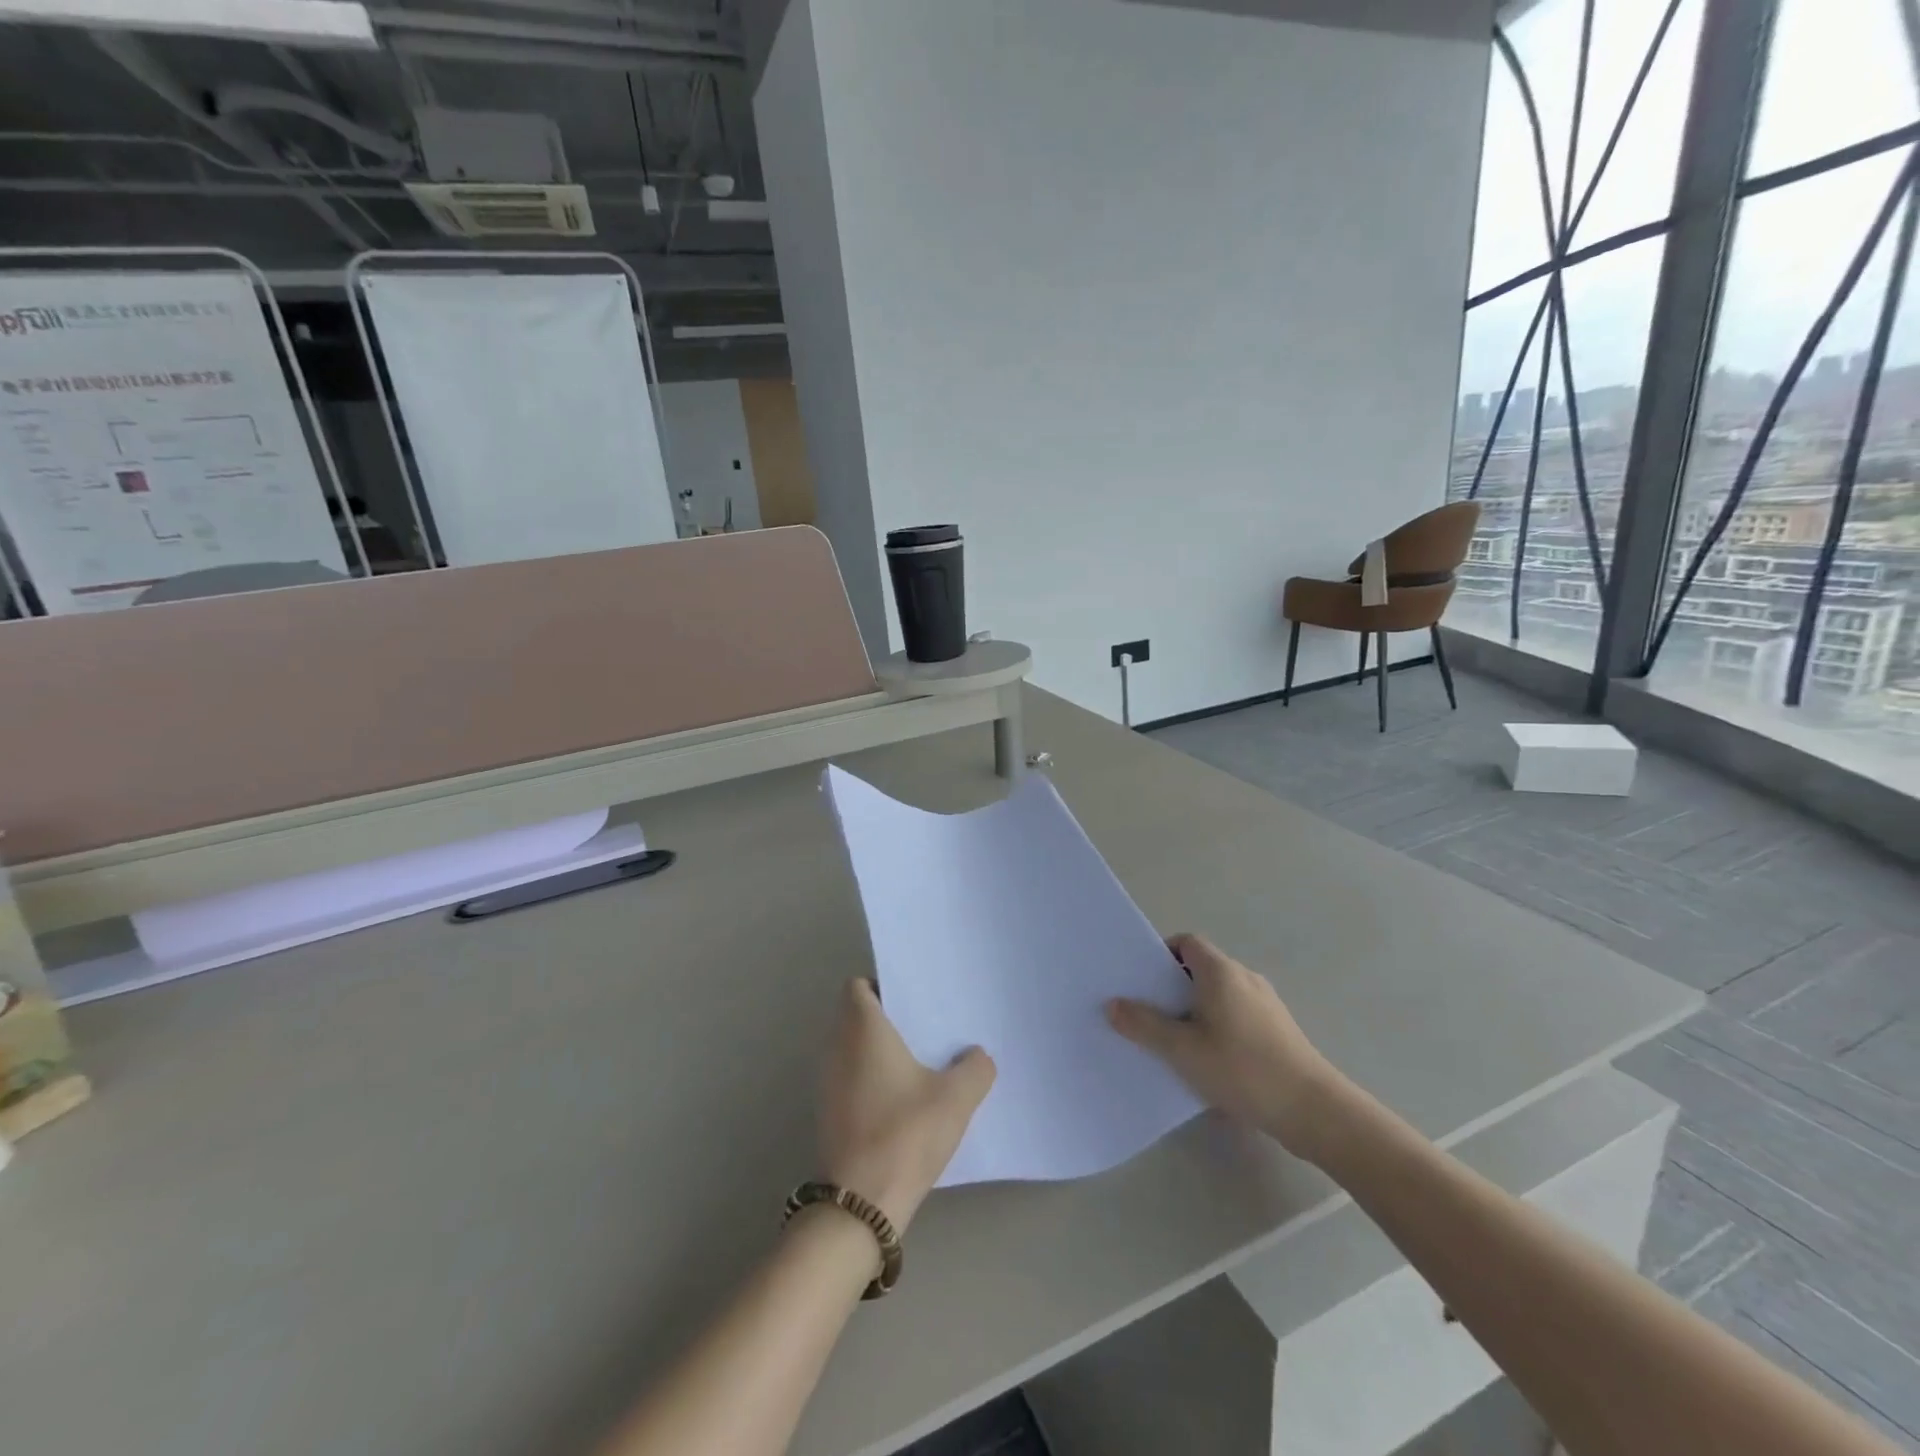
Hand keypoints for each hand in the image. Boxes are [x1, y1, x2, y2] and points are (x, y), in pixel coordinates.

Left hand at [818, 979, 995, 1231]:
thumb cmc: (905, 1133)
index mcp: (861, 1027)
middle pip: (856, 1016)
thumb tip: (976, 1056)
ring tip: (922, 1064)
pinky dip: (872, 1080)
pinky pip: (851, 1078)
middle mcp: (836, 1047)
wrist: (861, 1203)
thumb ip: (975, 1068)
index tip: (913, 1002)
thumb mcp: (956, 1098)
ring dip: (881, 1052)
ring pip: (853, 1049)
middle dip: (889, 1019)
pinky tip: (905, 1101)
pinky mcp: (829, 1113)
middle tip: (927, 1029)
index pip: (858, 986)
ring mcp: (827, 1082)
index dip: (883, 987)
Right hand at [1106, 933, 1346, 1160]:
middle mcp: (1245, 978)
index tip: (1142, 980)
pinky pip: (1236, 1015)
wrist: (1313, 1110)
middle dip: (1172, 987)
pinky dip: (1216, 1026)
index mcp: (1221, 971)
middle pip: (1201, 968)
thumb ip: (1145, 1025)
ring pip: (1219, 994)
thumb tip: (1112, 1004)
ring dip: (1194, 1010)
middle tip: (1148, 1012)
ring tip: (1173, 1041)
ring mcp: (1265, 1004)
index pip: (1186, 942)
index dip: (1161, 955)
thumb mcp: (1183, 1050)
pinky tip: (1208, 1061)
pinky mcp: (1277, 1030)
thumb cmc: (1243, 1069)